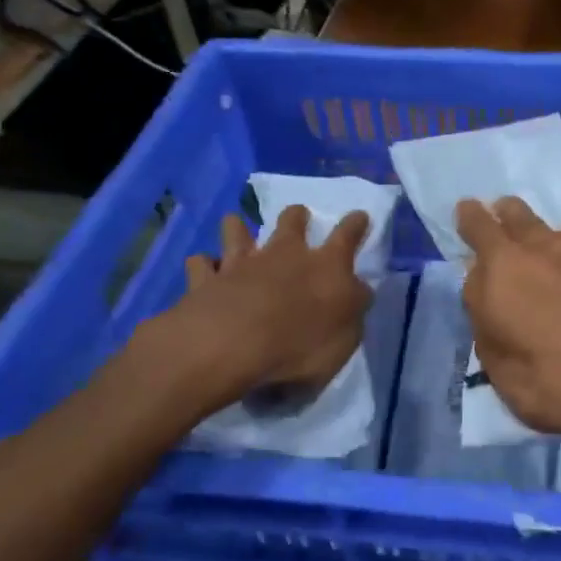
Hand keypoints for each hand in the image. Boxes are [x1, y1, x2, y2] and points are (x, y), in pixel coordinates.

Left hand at [156, 205, 373, 413]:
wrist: (232, 345)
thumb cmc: (300, 345)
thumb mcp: (346, 337)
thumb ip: (352, 310)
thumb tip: (357, 292)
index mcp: (326, 267)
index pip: (347, 237)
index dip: (355, 225)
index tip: (359, 216)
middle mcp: (284, 254)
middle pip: (291, 222)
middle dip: (296, 216)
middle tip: (298, 215)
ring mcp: (241, 263)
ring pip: (237, 231)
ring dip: (239, 227)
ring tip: (237, 226)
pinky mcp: (206, 279)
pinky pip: (201, 264)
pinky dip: (203, 264)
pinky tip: (204, 268)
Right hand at [458, 197, 560, 462]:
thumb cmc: (560, 386)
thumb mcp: (499, 368)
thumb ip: (484, 319)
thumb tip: (484, 287)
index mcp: (506, 268)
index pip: (478, 226)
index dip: (470, 217)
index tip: (468, 211)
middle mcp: (548, 244)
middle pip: (519, 213)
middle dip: (508, 215)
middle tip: (506, 225)